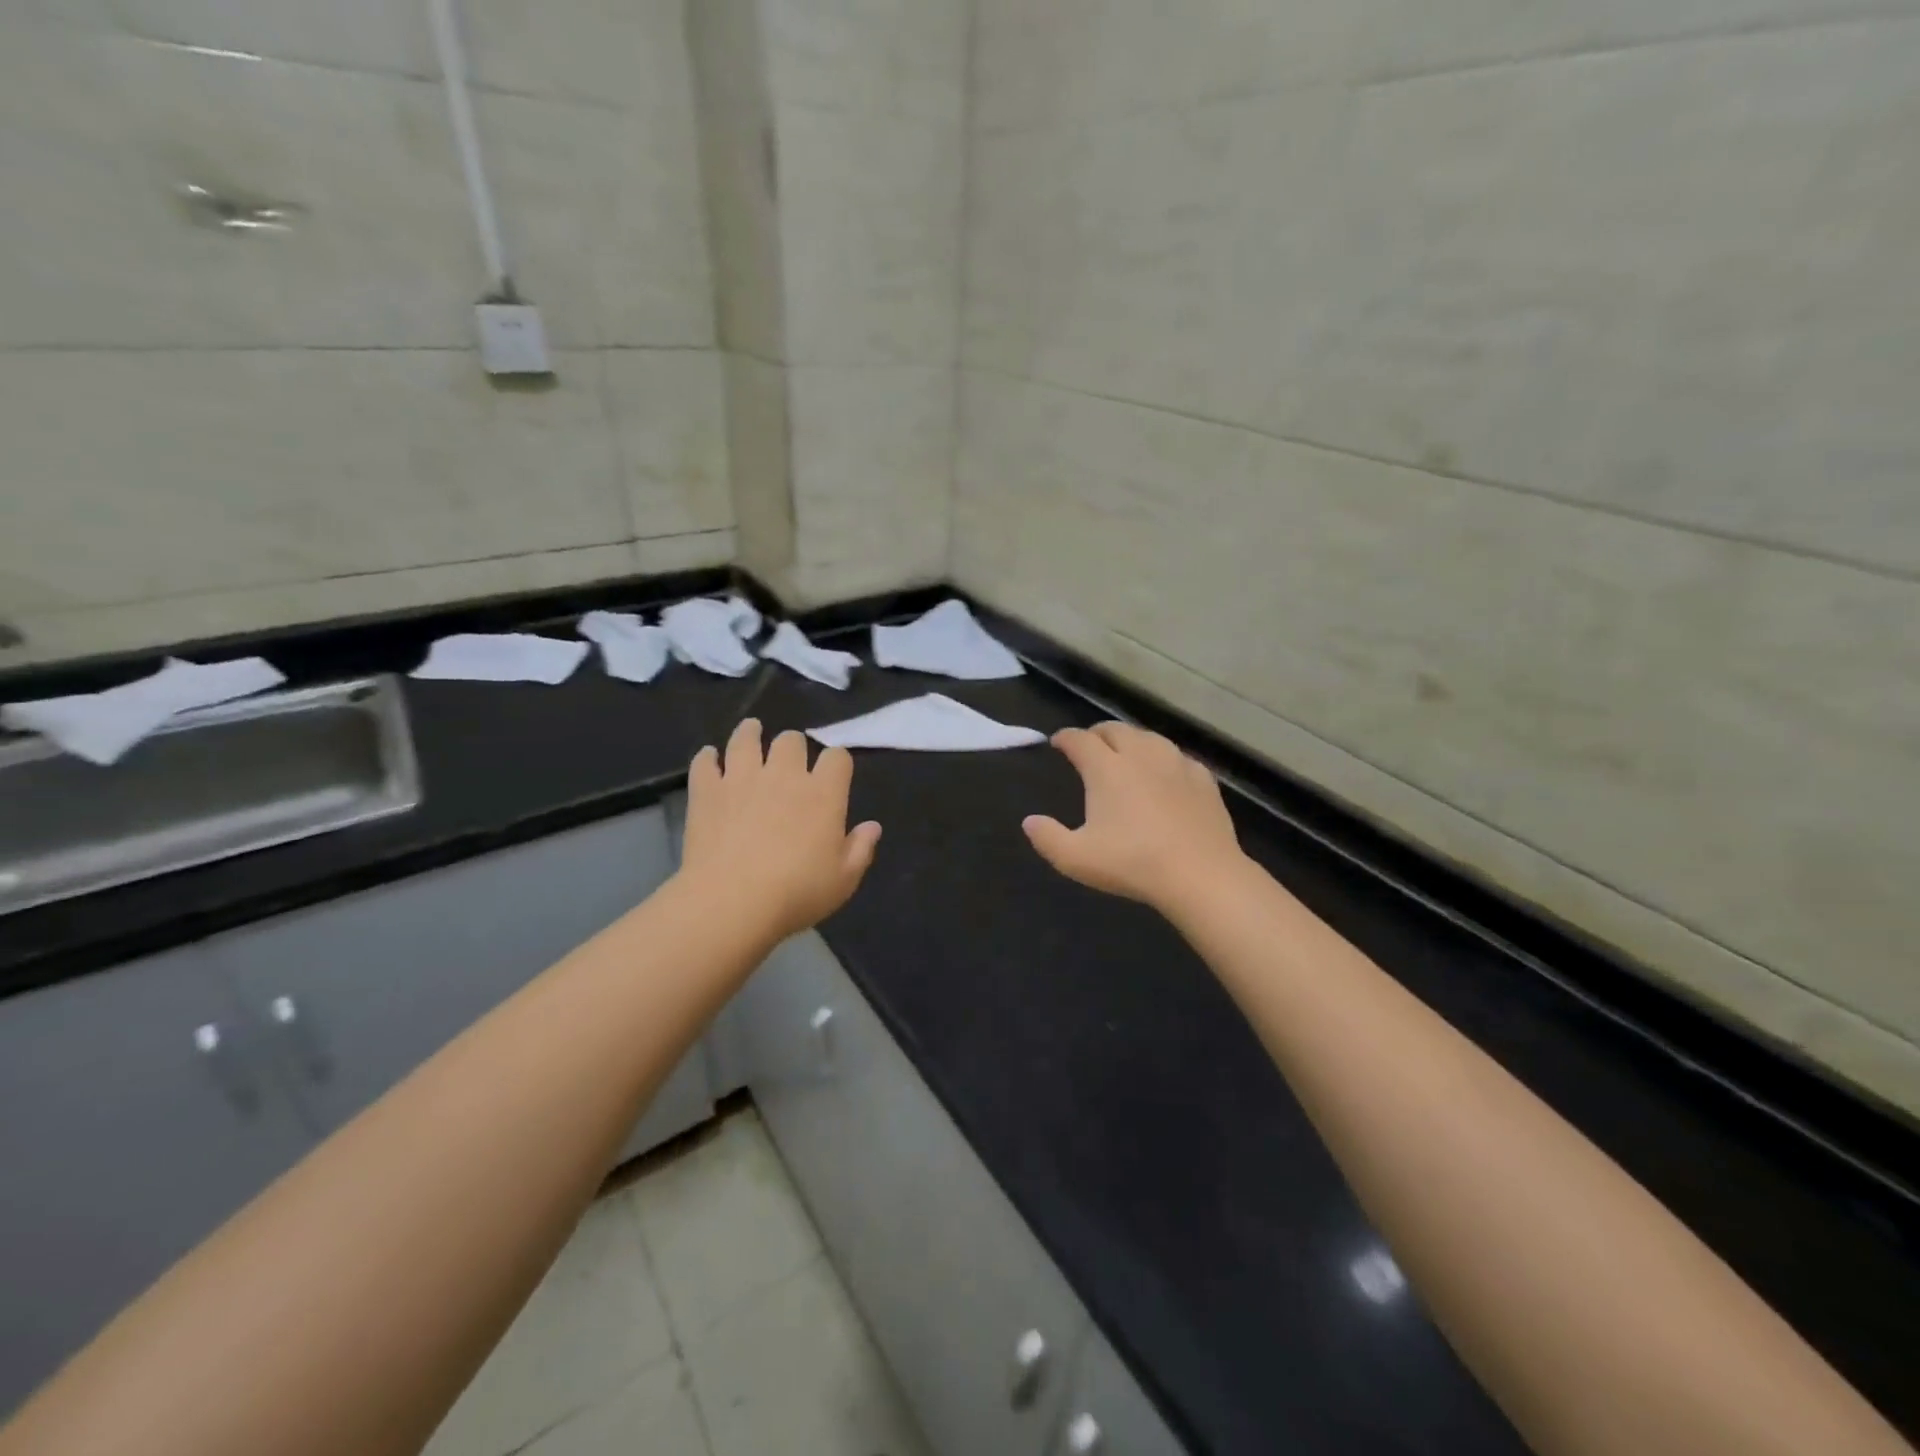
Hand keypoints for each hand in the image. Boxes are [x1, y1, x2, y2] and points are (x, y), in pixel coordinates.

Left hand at [679, 718, 881, 942]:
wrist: (732, 902)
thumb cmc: (796, 893)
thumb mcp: (843, 880)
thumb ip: (861, 849)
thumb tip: (872, 826)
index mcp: (823, 794)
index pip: (837, 757)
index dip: (837, 761)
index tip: (834, 773)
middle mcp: (784, 775)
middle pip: (791, 740)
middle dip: (794, 746)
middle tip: (789, 760)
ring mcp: (742, 778)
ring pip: (746, 739)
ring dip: (750, 733)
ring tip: (751, 732)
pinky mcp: (707, 791)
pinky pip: (705, 762)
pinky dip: (708, 758)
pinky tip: (710, 759)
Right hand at [1023, 722, 1246, 911]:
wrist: (1200, 875)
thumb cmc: (1133, 864)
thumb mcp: (1076, 859)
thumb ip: (1047, 838)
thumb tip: (1029, 821)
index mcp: (1106, 768)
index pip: (1080, 740)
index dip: (1065, 738)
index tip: (1057, 742)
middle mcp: (1140, 755)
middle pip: (1114, 729)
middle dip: (1096, 733)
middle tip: (1088, 745)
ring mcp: (1175, 763)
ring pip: (1148, 737)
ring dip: (1131, 740)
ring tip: (1125, 753)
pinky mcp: (1203, 778)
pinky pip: (1178, 757)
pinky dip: (1163, 758)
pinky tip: (1165, 772)